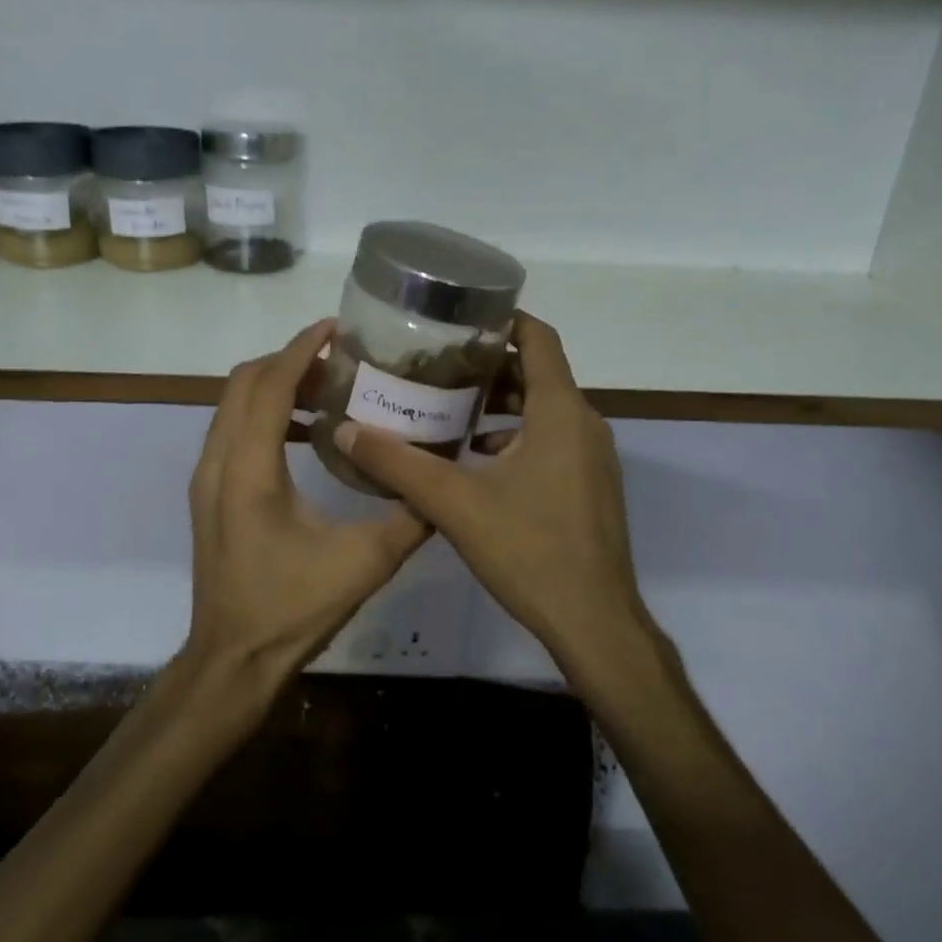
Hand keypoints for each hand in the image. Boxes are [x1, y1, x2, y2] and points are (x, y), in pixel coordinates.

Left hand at [185, 319, 430, 682]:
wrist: (232, 661)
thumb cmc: (292, 610)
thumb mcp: (364, 564)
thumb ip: (410, 517)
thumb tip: (444, 479)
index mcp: (250, 470)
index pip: (271, 385)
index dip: (301, 349)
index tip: (337, 327)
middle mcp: (218, 462)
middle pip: (244, 382)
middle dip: (289, 361)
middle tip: (340, 361)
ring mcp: (207, 478)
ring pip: (232, 405)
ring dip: (275, 386)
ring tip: (329, 390)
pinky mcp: (209, 493)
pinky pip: (231, 430)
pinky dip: (264, 414)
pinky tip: (307, 434)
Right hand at [332, 313, 650, 667]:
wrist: (594, 623)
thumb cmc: (530, 551)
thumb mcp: (455, 503)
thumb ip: (398, 464)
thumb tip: (347, 431)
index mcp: (560, 411)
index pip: (538, 338)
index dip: (502, 320)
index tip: (458, 319)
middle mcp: (584, 423)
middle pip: (537, 373)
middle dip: (488, 365)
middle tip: (435, 366)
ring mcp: (592, 457)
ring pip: (544, 409)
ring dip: (499, 404)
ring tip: (446, 408)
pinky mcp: (590, 485)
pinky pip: (551, 440)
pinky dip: (515, 437)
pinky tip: (475, 460)